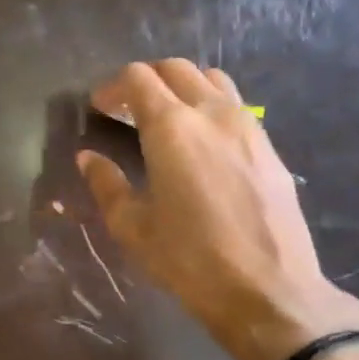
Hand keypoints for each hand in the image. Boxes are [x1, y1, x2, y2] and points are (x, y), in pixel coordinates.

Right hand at [77, 59, 358, 359]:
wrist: (270, 291)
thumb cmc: (191, 260)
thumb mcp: (133, 227)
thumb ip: (106, 184)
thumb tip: (88, 157)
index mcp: (171, 127)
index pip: (137, 77)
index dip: (112, 87)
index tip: (99, 109)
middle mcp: (211, 113)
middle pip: (175, 68)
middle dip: (145, 79)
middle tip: (127, 109)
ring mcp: (247, 126)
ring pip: (211, 79)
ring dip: (182, 86)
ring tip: (167, 118)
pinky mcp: (270, 147)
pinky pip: (235, 106)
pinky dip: (210, 106)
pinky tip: (202, 143)